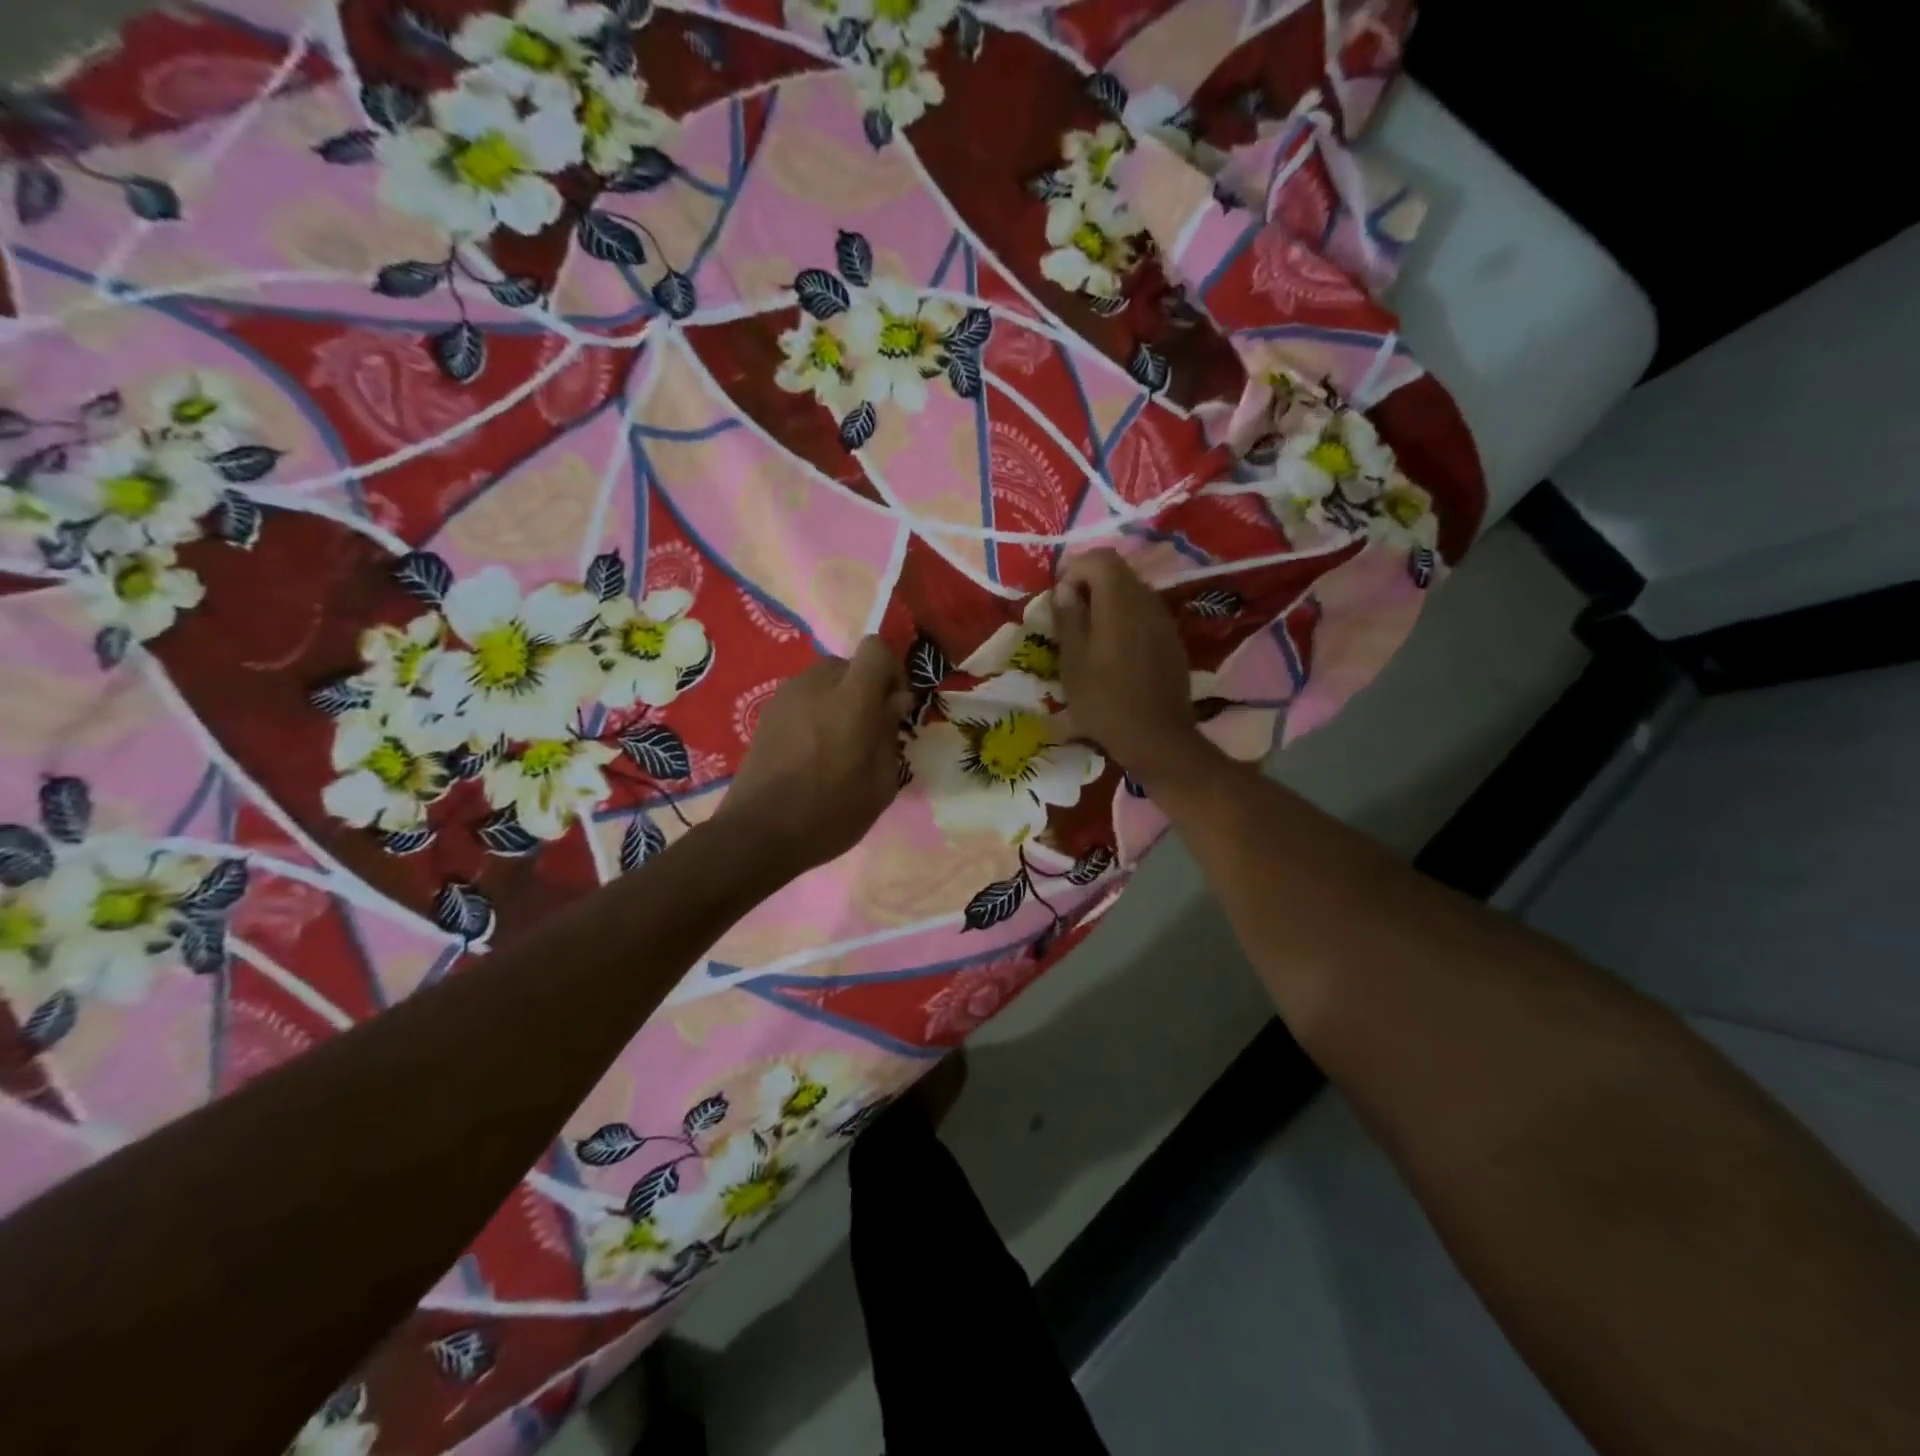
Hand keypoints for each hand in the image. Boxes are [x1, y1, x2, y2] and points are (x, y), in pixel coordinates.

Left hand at [715, 636, 913, 877]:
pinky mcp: (766, 714)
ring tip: (838, 743)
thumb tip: (894, 702)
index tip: (894, 707)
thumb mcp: (880, 785)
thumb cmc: (830, 814)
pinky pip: (802, 697)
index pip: (876, 649)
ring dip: (838, 699)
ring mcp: (785, 697)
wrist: (758, 834)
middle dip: (864, 688)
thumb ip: (890, 734)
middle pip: (848, 664)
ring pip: (822, 680)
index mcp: (851, 700)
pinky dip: (814, 711)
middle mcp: (815, 686)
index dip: (892, 671)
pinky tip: (812, 751)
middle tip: (868, 729)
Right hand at [1052, 549, 1203, 782]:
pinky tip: (1114, 651)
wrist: (1157, 738)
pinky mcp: (1172, 641)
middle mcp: (1147, 602)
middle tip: (1069, 615)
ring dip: (1108, 602)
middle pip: (1119, 572)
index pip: (1101, 558)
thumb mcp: (1072, 662)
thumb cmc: (1105, 702)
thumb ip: (1068, 618)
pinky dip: (1125, 619)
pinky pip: (1145, 615)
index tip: (1059, 597)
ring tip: (1088, 635)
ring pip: (1133, 592)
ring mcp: (1164, 621)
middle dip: (1090, 584)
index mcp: (1120, 603)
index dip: (1075, 568)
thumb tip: (1066, 589)